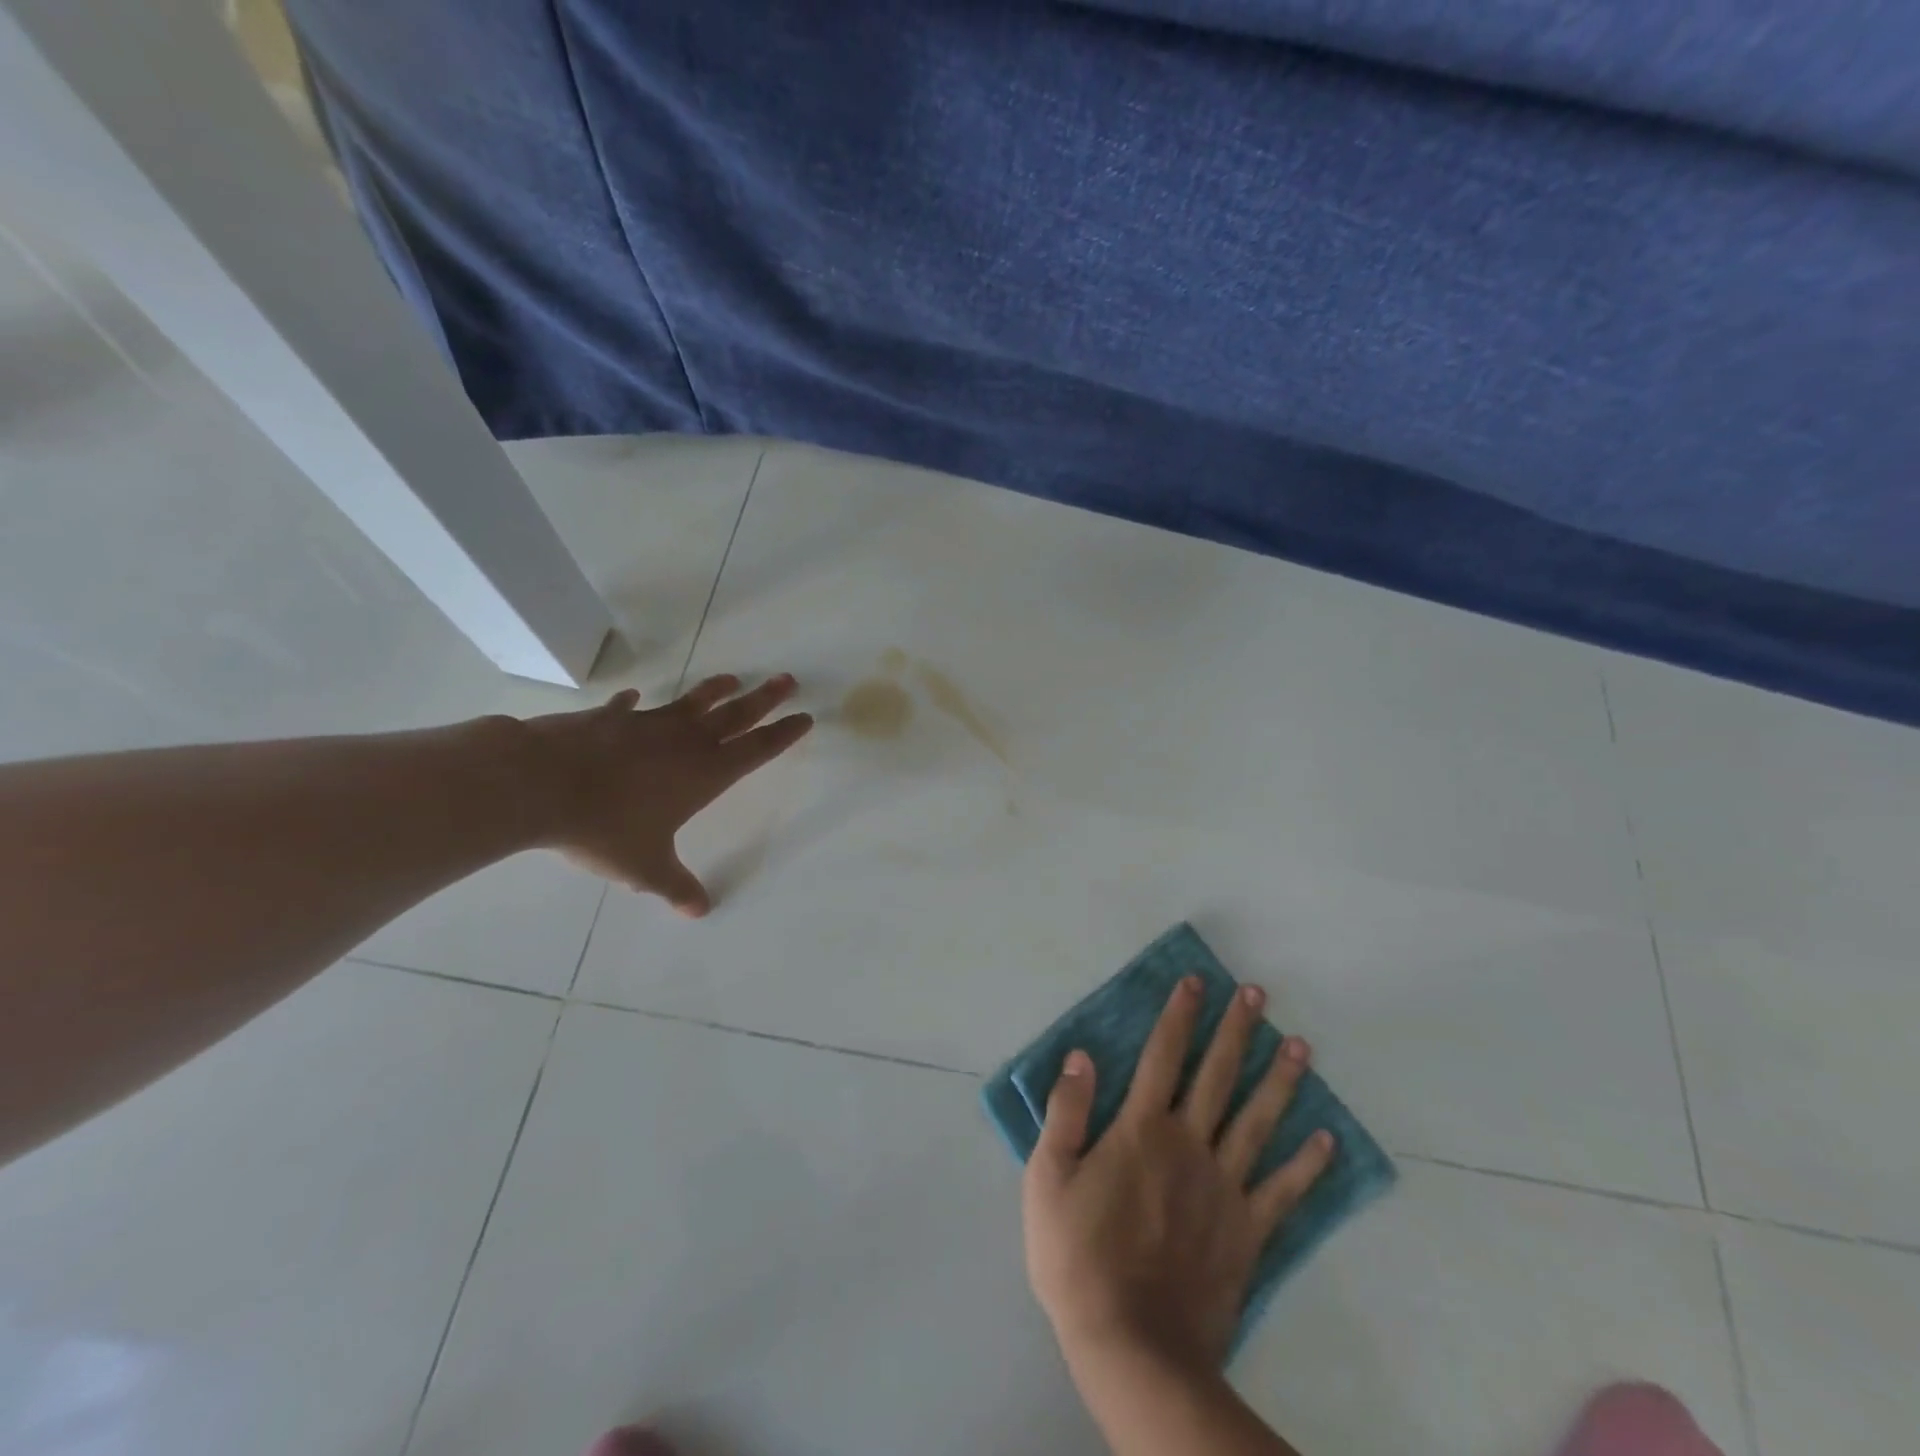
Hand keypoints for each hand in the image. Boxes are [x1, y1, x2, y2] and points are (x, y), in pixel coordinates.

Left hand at [522, 674, 811, 916]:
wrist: (540, 784)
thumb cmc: (605, 827)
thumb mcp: (645, 867)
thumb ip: (675, 886)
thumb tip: (700, 911)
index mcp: (704, 774)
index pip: (757, 750)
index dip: (783, 735)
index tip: (804, 717)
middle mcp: (685, 742)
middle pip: (736, 715)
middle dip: (765, 698)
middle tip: (788, 680)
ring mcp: (647, 724)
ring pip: (692, 702)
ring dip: (715, 690)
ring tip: (733, 679)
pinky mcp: (610, 718)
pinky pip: (629, 708)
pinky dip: (633, 703)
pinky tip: (634, 697)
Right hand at [1022, 975, 1335, 1375]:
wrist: (1132, 1346)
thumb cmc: (1078, 1257)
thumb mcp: (1048, 1178)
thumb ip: (1066, 1112)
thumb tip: (1081, 1056)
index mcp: (1141, 1129)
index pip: (1162, 1055)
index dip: (1179, 1015)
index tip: (1197, 982)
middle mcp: (1189, 1144)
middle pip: (1217, 1075)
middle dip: (1236, 1030)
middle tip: (1257, 994)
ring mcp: (1224, 1187)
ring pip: (1257, 1120)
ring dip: (1279, 1080)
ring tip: (1301, 1045)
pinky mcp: (1247, 1231)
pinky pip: (1283, 1189)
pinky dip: (1306, 1163)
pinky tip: (1326, 1138)